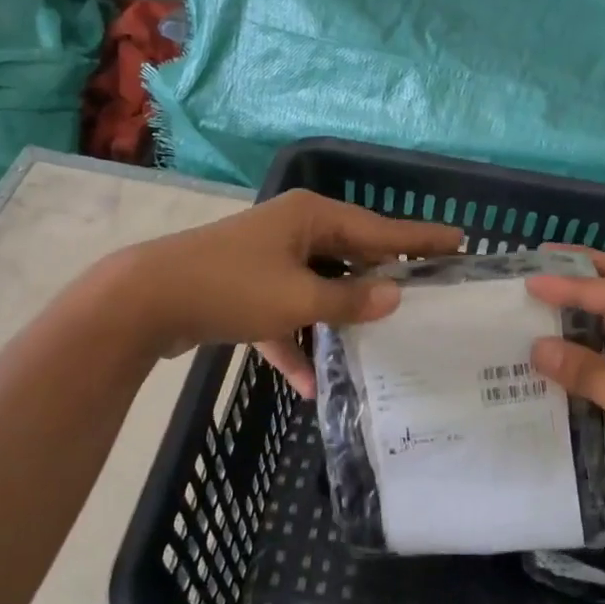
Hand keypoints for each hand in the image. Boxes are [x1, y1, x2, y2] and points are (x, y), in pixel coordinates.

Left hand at [113, 190, 461, 396]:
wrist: (143, 301)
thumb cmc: (230, 287)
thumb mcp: (297, 298)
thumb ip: (348, 301)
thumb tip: (393, 298)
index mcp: (311, 218)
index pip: (380, 229)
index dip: (421, 238)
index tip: (461, 240)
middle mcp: (293, 231)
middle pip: (351, 256)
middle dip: (382, 282)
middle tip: (427, 296)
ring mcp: (268, 260)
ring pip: (319, 289)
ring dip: (339, 319)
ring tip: (380, 341)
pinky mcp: (246, 291)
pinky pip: (285, 315)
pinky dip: (296, 343)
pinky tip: (310, 385)